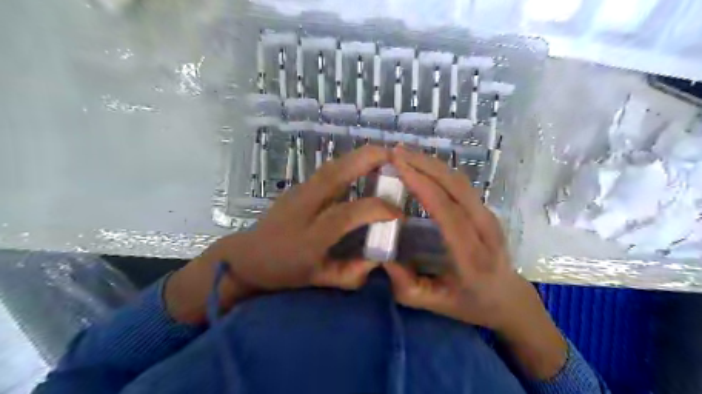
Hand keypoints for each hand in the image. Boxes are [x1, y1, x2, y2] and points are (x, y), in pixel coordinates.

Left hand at [167, 146, 406, 324]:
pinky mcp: (298, 187)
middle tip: (395, 156)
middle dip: (366, 160)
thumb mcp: (318, 280)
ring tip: (384, 155)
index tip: (399, 214)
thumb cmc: (284, 271)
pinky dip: (348, 163)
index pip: (347, 213)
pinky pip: (327, 171)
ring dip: (358, 157)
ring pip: (330, 167)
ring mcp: (298, 193)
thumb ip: (350, 274)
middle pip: (335, 175)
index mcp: (310, 236)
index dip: (377, 209)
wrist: (248, 256)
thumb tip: (379, 259)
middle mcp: (304, 207)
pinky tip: (363, 166)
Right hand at [383, 146, 562, 377]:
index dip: (422, 185)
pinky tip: (421, 165)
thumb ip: (407, 286)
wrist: (508, 298)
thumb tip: (382, 258)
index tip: (398, 165)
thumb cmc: (469, 303)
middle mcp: (485, 230)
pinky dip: (440, 170)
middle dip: (424, 164)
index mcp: (472, 257)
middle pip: (456, 187)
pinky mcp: (486, 211)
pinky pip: (461, 184)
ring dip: (432, 163)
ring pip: (461, 181)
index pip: (447, 211)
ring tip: (404, 153)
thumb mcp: (434, 304)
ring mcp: (489, 217)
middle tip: (395, 152)